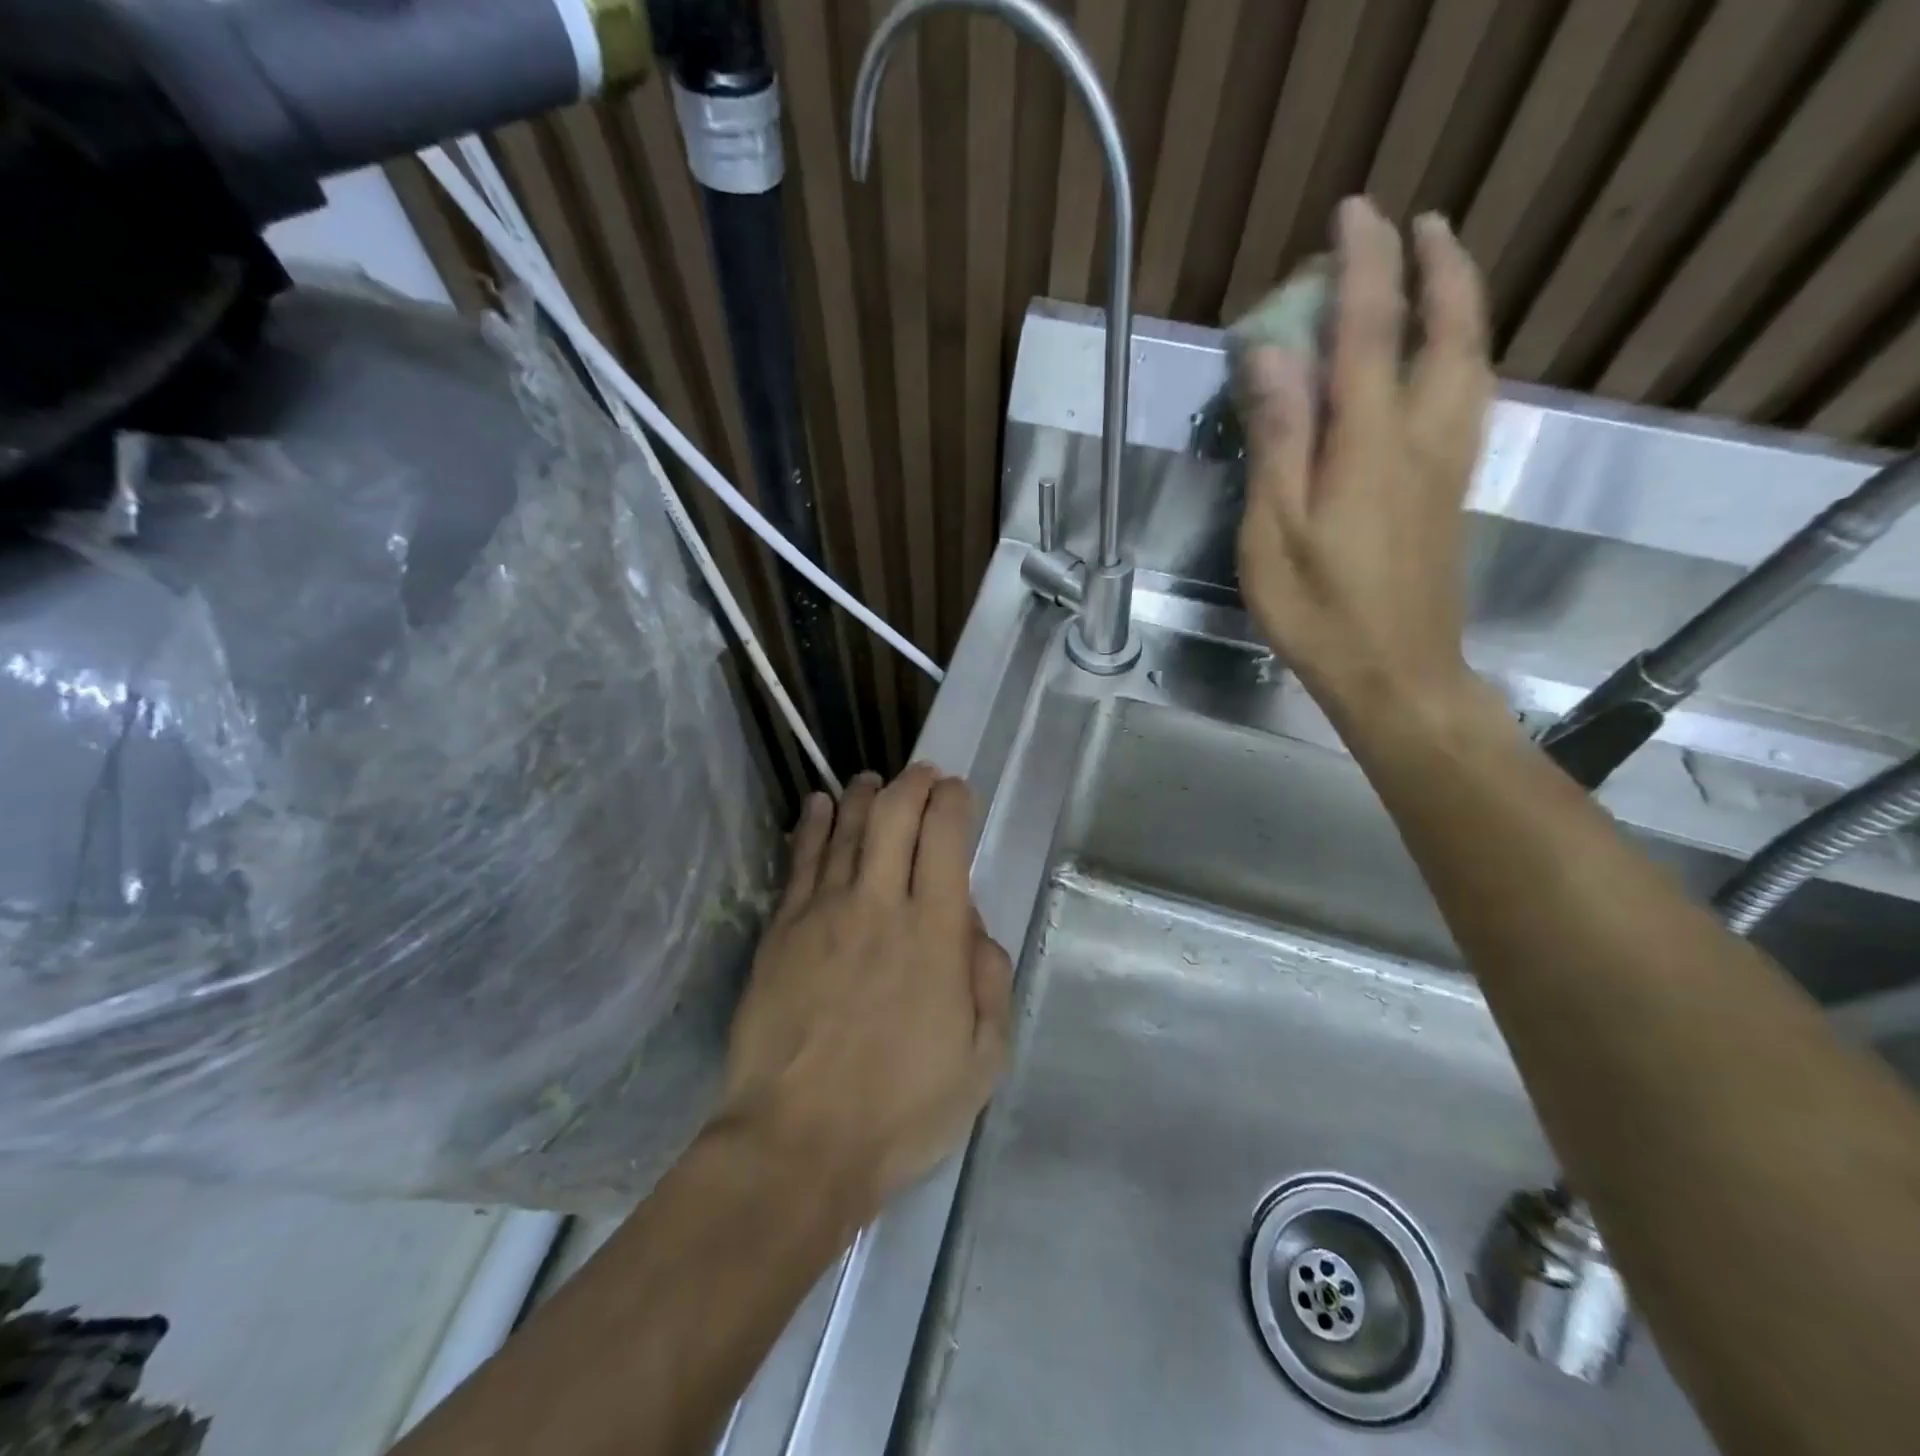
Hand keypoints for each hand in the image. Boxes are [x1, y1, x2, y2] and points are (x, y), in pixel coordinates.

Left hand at [720, 766, 1011, 1218]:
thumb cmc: (901, 1109)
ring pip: (844, 830)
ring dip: (863, 796)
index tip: (957, 792)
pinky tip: (817, 805)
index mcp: (933, 933)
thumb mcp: (982, 1059)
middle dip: (912, 784)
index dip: (952, 802)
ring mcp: (822, 914)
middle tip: (922, 774)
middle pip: (893, 817)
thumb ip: (989, 981)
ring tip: (872, 780)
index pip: (944, 838)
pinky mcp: (781, 932)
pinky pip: (799, 862)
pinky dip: (811, 826)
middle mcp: (878, 906)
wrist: (798, 1144)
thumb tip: (973, 927)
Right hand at [1236, 196, 1493, 722]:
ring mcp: (1448, 465)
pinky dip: (1465, 355)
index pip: (1370, 331)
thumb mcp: (1274, 534)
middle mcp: (1423, 439)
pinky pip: (1471, 400)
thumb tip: (1272, 356)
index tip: (1353, 212)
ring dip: (1460, 304)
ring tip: (1439, 274)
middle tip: (1418, 225)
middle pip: (1449, 331)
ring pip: (1472, 362)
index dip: (1364, 265)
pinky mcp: (1453, 492)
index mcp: (1369, 445)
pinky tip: (1448, 360)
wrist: (1396, 674)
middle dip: (1437, 267)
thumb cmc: (1320, 613)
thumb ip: (1278, 442)